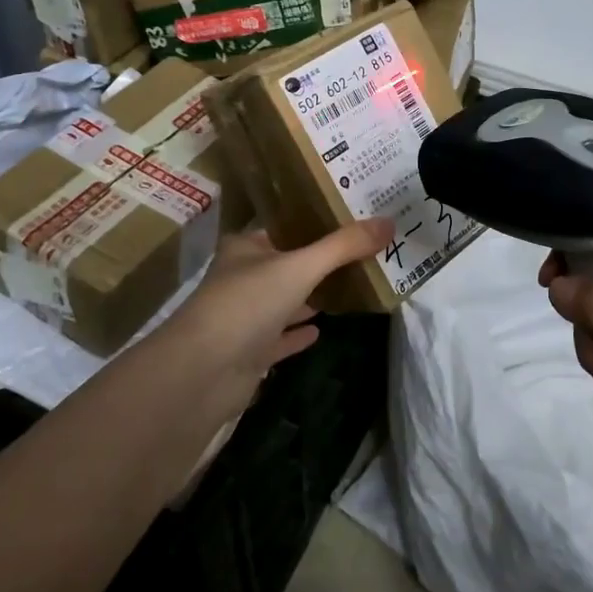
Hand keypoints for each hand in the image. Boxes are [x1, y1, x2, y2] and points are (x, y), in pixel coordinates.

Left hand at [161, 219, 394, 382]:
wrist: (203, 373)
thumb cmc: (247, 304)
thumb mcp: (300, 267)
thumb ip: (344, 246)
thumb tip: (389, 222)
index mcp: (246, 248)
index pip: (285, 226)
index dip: (315, 221)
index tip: (352, 218)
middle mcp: (242, 278)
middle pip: (287, 264)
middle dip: (320, 261)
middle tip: (363, 252)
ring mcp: (244, 317)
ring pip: (285, 301)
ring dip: (311, 297)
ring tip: (351, 287)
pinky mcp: (249, 352)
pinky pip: (281, 338)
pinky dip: (299, 333)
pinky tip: (322, 330)